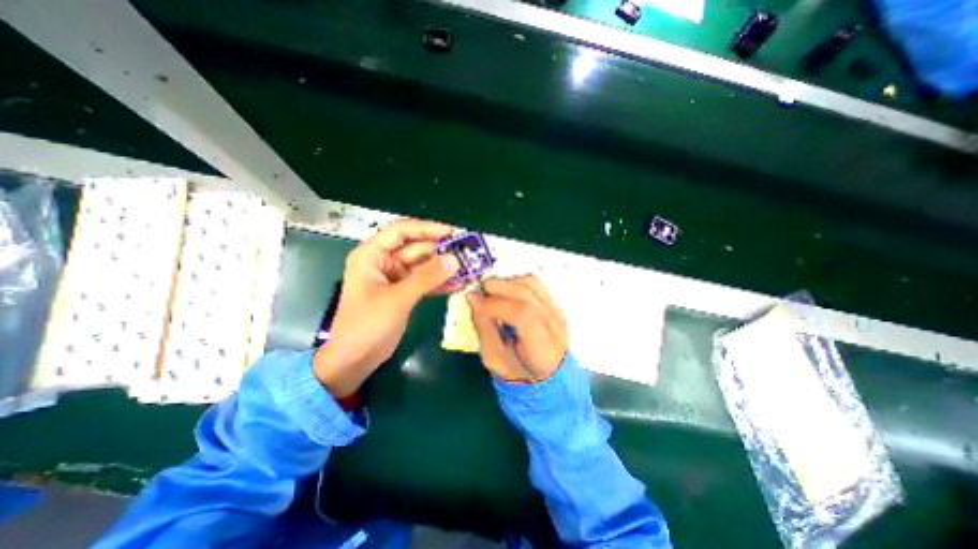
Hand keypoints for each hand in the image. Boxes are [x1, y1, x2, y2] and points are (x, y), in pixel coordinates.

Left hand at [316, 219, 462, 399]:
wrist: (355, 359)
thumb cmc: (366, 325)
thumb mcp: (397, 298)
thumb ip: (427, 278)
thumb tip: (455, 260)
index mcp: (372, 255)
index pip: (402, 231)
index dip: (427, 228)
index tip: (452, 233)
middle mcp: (384, 262)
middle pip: (416, 248)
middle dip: (441, 251)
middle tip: (467, 253)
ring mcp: (395, 278)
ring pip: (423, 266)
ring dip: (443, 267)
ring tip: (468, 268)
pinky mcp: (404, 292)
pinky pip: (425, 282)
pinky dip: (440, 283)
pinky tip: (458, 285)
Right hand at [470, 274, 569, 381]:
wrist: (546, 373)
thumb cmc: (517, 370)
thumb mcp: (493, 358)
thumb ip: (483, 327)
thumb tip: (472, 297)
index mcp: (541, 348)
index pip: (522, 314)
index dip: (494, 304)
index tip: (474, 302)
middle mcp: (554, 326)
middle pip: (525, 293)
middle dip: (496, 288)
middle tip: (479, 294)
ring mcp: (556, 311)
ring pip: (530, 283)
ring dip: (505, 282)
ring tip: (490, 293)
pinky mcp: (554, 303)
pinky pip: (534, 283)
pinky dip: (514, 281)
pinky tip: (504, 292)